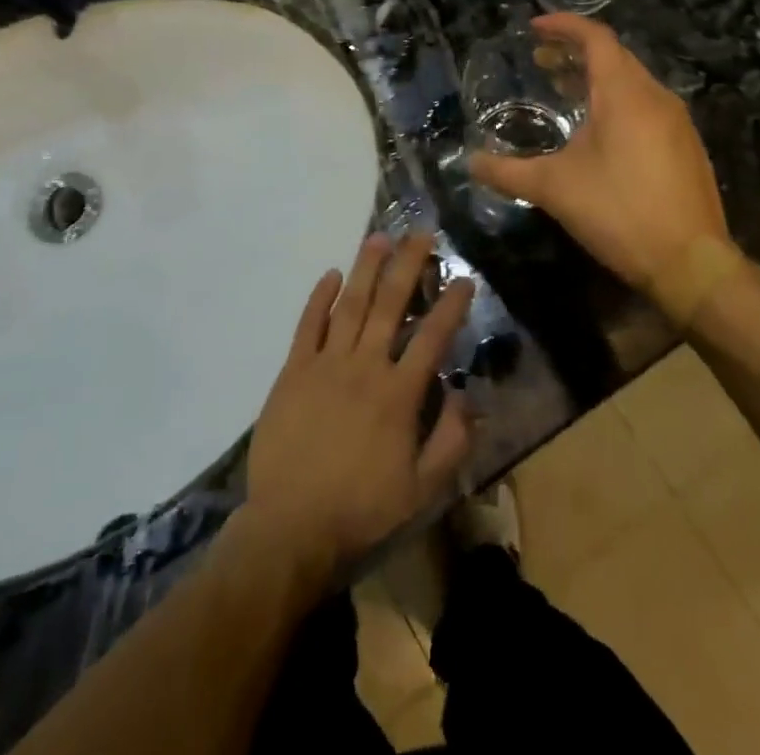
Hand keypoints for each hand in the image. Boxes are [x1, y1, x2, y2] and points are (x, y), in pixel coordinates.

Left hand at [245, 234, 474, 589]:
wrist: (291, 526)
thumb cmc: (361, 508)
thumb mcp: (421, 490)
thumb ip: (451, 442)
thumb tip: (468, 396)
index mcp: (399, 395)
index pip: (432, 338)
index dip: (451, 305)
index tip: (464, 278)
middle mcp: (365, 367)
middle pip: (391, 305)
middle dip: (408, 265)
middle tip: (421, 233)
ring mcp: (326, 364)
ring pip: (351, 305)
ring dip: (367, 268)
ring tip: (380, 238)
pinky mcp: (294, 370)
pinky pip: (309, 325)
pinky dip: (320, 297)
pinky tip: (332, 274)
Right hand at [469, 14, 748, 326]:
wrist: (691, 263)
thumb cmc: (619, 212)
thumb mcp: (554, 189)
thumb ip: (507, 171)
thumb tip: (471, 162)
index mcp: (625, 94)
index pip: (596, 38)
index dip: (563, 25)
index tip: (533, 27)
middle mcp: (655, 96)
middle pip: (614, 56)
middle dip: (575, 52)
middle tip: (539, 59)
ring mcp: (676, 122)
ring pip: (632, 81)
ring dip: (595, 77)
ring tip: (563, 88)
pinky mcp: (685, 146)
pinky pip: (646, 105)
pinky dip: (616, 100)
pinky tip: (597, 129)